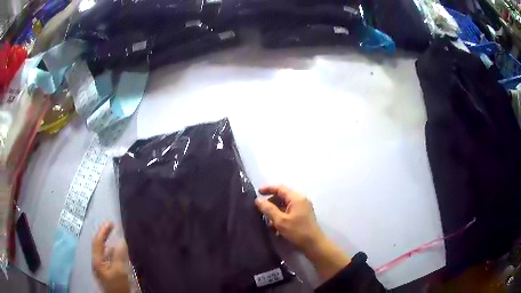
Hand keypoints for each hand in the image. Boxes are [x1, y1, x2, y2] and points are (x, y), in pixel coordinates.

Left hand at [92, 222, 130, 292]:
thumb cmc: (117, 286)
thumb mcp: (119, 271)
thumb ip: (119, 255)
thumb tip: (122, 240)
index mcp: (97, 261)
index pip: (97, 242)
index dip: (103, 231)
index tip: (111, 222)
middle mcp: (97, 263)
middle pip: (99, 246)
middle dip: (105, 235)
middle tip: (112, 227)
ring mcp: (101, 268)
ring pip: (104, 252)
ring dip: (109, 244)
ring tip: (117, 239)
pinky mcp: (107, 273)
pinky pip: (108, 259)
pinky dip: (113, 253)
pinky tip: (119, 254)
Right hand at [255, 185, 323, 251]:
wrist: (314, 244)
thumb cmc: (297, 231)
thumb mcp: (280, 221)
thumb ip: (268, 209)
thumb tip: (258, 200)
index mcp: (296, 198)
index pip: (280, 188)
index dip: (268, 188)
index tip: (257, 193)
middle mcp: (300, 200)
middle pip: (282, 196)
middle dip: (270, 202)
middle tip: (260, 209)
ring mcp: (302, 208)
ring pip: (285, 204)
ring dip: (275, 210)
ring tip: (267, 220)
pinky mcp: (302, 215)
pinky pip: (289, 211)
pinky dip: (281, 215)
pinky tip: (275, 226)